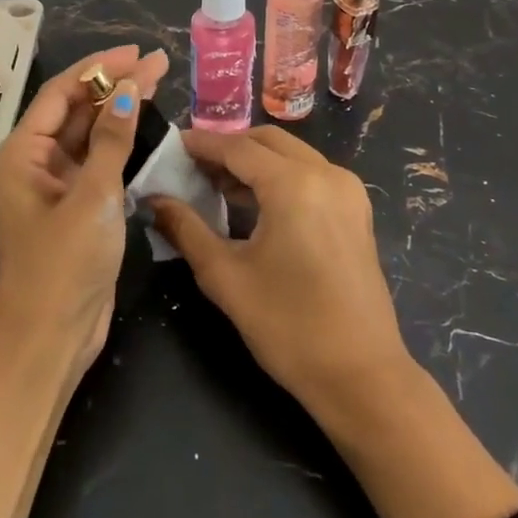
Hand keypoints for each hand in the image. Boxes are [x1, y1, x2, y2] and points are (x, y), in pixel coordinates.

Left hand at [0, 45, 168, 373]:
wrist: (50, 341)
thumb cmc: (63, 267)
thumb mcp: (91, 198)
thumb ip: (110, 141)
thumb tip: (128, 89)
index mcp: (23, 153)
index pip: (61, 92)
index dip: (98, 67)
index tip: (136, 52)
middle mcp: (36, 161)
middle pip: (76, 108)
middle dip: (114, 83)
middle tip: (157, 63)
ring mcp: (57, 184)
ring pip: (89, 132)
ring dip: (119, 108)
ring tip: (157, 81)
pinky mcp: (77, 205)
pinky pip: (98, 159)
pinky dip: (120, 141)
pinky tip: (145, 125)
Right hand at [156, 128, 517, 517]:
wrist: (362, 376)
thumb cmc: (289, 327)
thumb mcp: (226, 277)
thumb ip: (186, 229)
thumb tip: (155, 199)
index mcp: (294, 184)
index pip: (237, 147)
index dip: (201, 144)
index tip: (171, 145)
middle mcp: (325, 173)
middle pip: (267, 141)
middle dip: (228, 147)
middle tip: (192, 167)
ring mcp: (347, 190)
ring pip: (291, 153)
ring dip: (254, 161)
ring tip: (215, 185)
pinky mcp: (356, 210)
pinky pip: (311, 173)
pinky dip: (280, 175)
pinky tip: (254, 202)